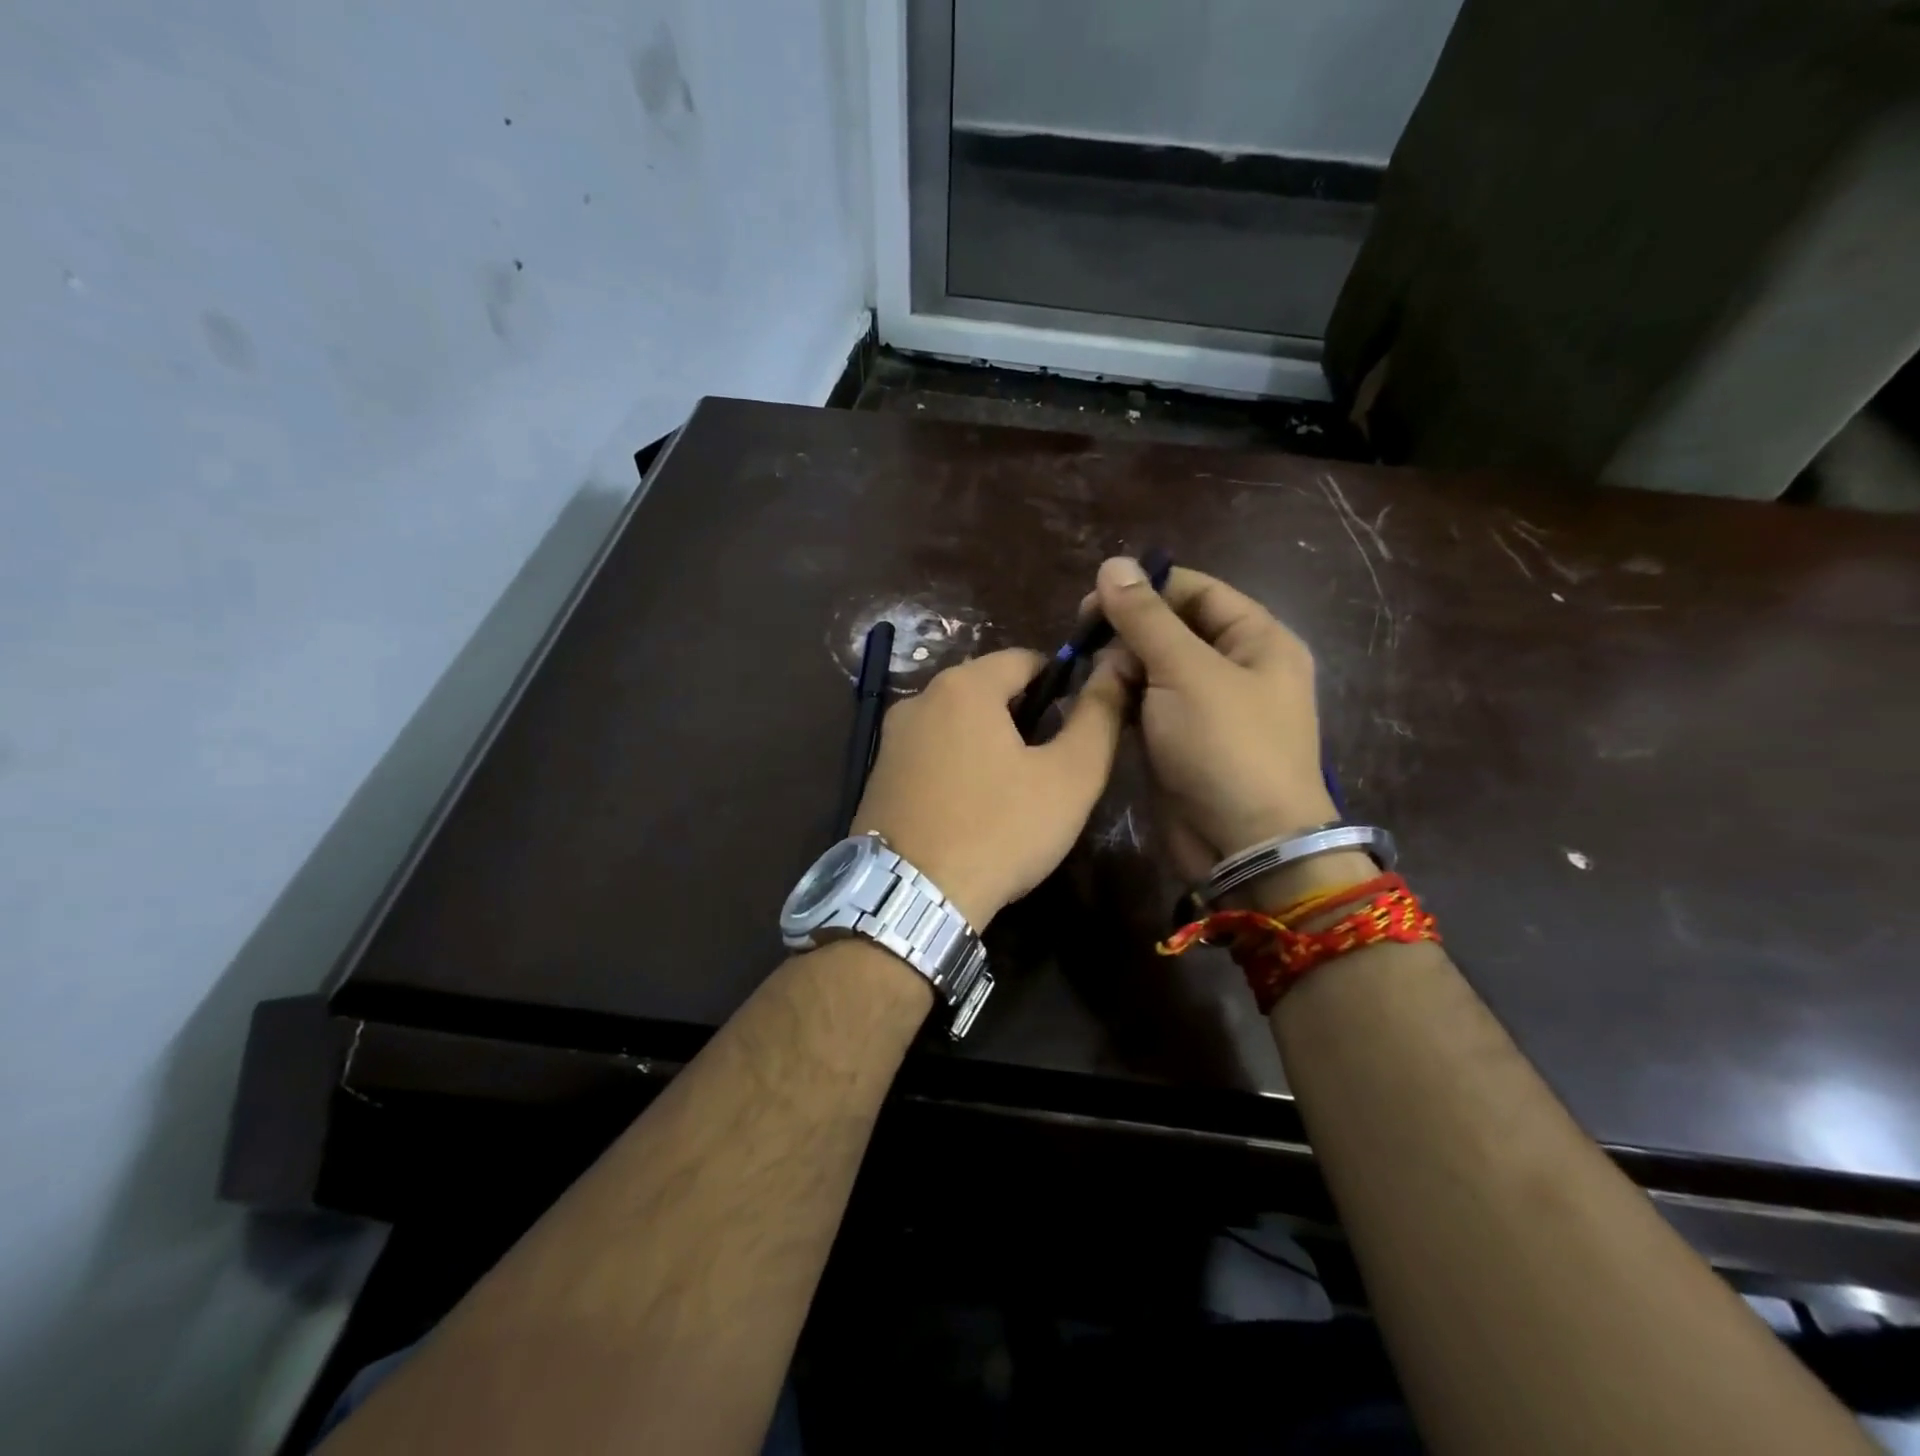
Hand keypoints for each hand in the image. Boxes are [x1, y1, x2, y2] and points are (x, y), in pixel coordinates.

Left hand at [852, 648, 1127, 926]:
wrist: (911, 897)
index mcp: (964, 686)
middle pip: (987, 690)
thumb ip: (1098, 717)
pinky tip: (972, 808)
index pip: (1024, 659)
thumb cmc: (1000, 830)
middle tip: (1049, 766)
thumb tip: (1114, 670)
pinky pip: (931, 753)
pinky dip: (957, 766)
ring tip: (1013, 792)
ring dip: (989, 743)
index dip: (1060, 683)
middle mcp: (919, 699)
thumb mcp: (1070, 777)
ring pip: (957, 724)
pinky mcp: (878, 775)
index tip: (1078, 722)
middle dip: (1023, 717)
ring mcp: (891, 738)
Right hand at [1092, 556, 1335, 874]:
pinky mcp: (1182, 741)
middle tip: (1081, 641)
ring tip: (1088, 677)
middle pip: (1173, 628)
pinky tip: (1095, 700)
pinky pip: (1148, 705)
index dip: (1146, 588)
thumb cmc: (1226, 747)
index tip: (1092, 598)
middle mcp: (1236, 668)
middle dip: (1127, 632)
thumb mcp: (1186, 672)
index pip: (1197, 591)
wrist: (1245, 847)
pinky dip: (1122, 699)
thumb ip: (1146, 618)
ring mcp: (1208, 708)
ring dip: (1120, 667)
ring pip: (1154, 668)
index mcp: (1257, 640)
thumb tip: (1113, 564)